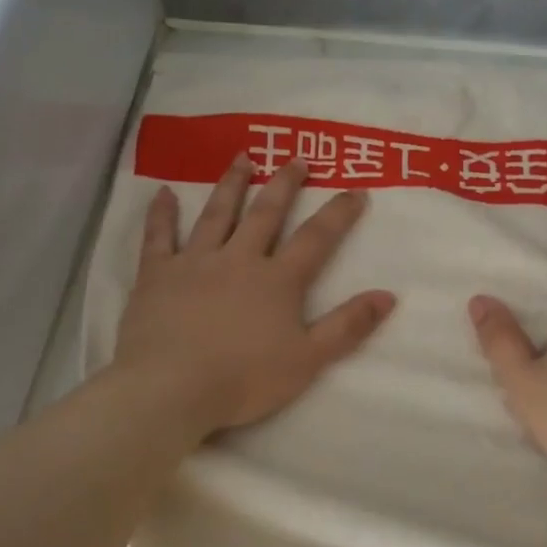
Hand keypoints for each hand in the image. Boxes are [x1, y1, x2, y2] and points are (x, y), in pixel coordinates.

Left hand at [114, 155, 395, 437]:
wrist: (172, 388)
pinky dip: (162, 214)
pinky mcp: (157, 275)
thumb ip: (348, 326)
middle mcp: (238, 259)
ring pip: (217, 214)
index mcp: (277, 281)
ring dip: (231, 184)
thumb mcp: (308, 359)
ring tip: (242, 158)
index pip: (316, 239)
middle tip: (296, 159)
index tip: (356, 190)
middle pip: (266, 214)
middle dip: (284, 185)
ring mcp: (195, 262)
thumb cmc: (245, 379)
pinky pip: (159, 237)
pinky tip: (163, 193)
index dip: (338, 214)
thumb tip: (388, 295)